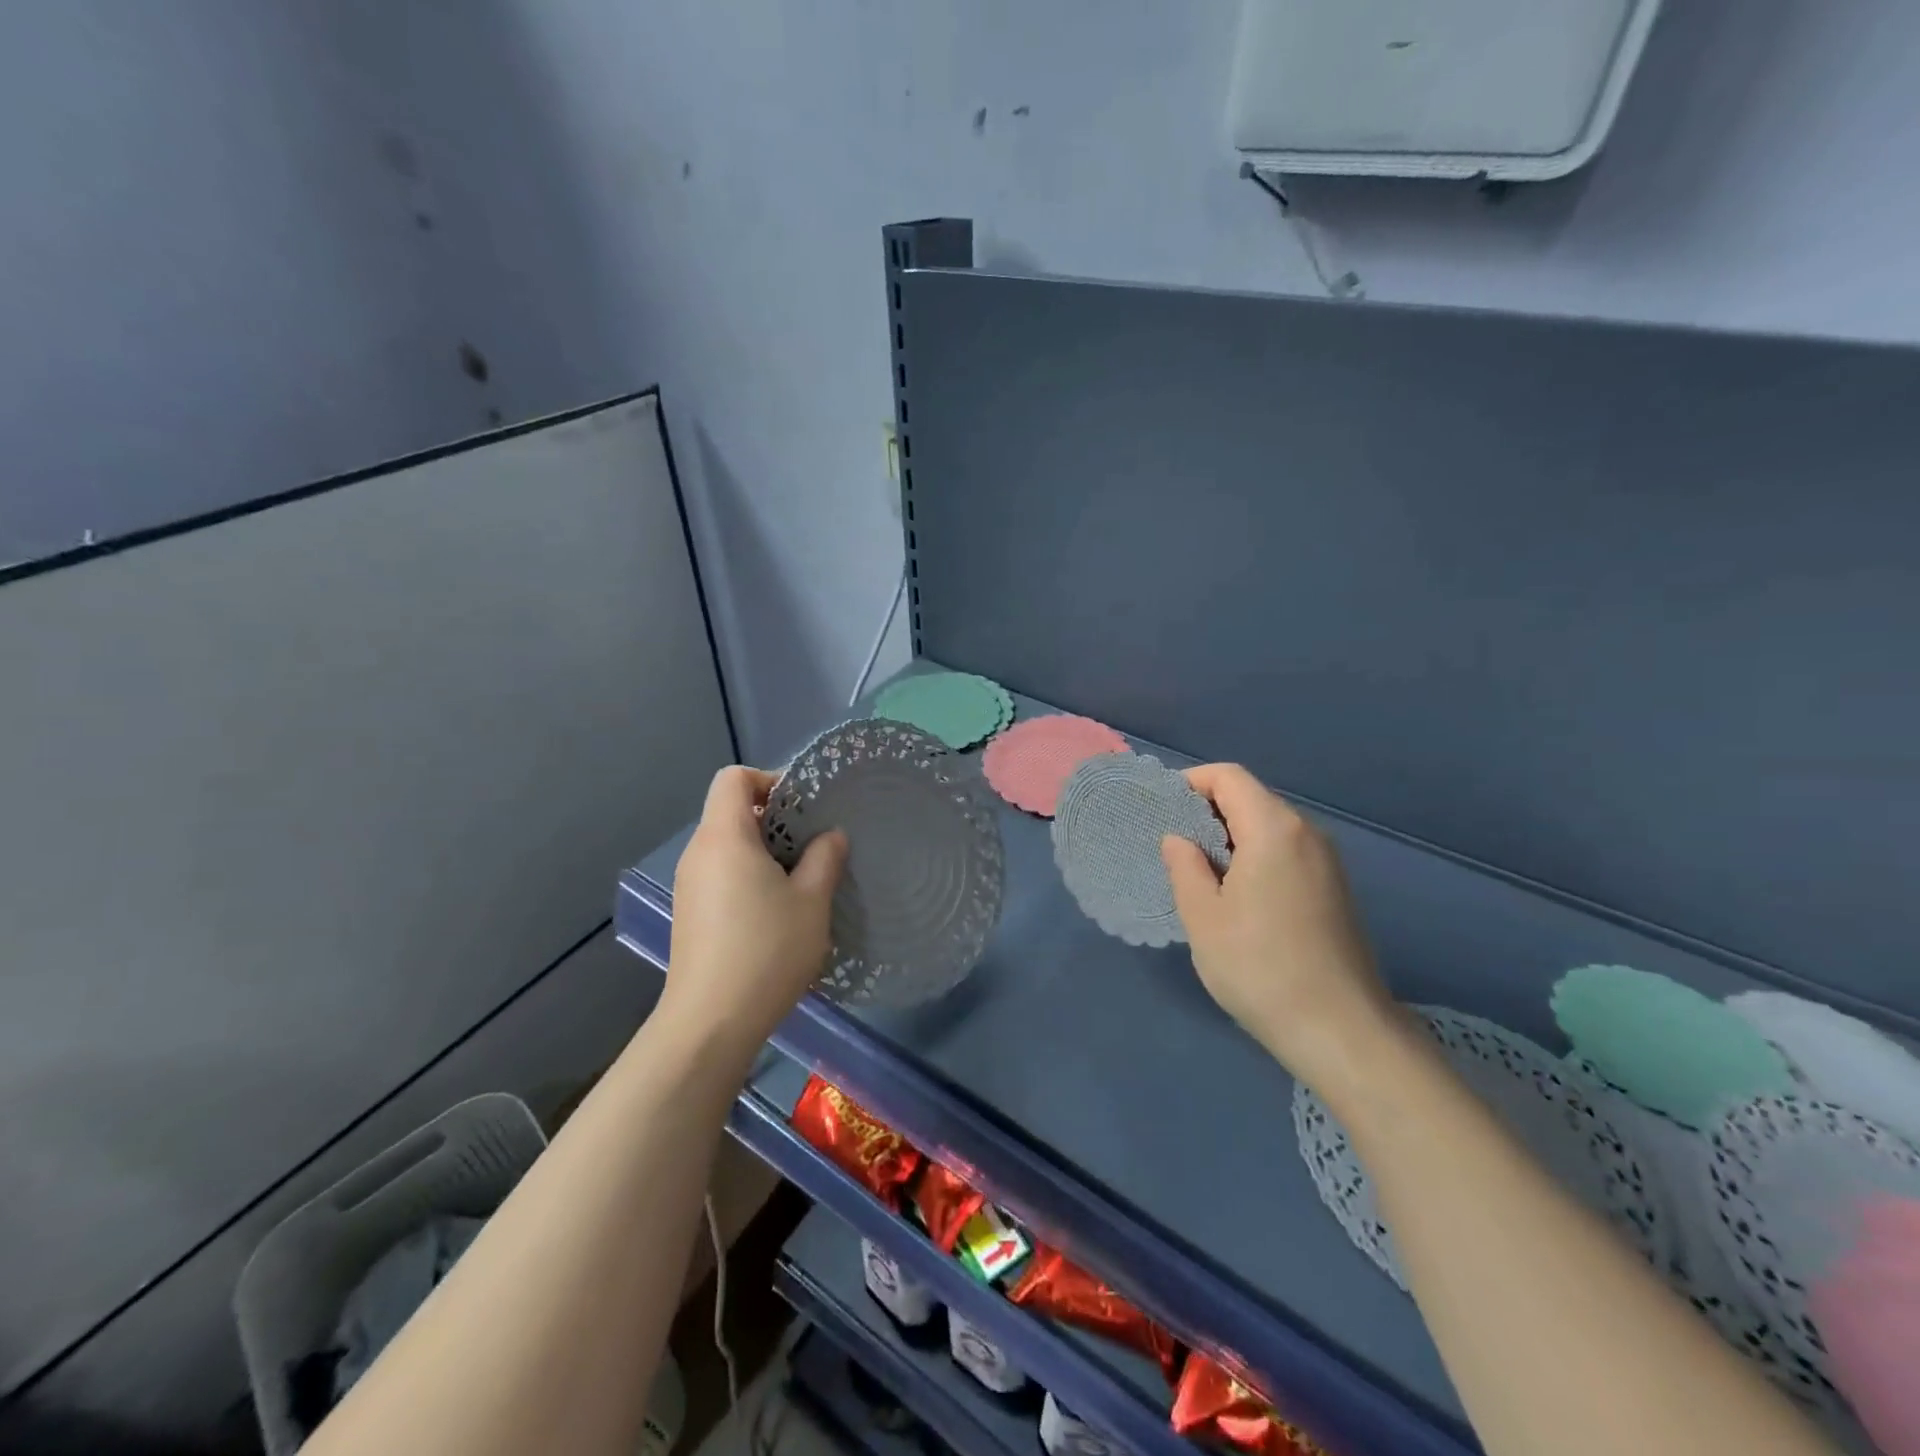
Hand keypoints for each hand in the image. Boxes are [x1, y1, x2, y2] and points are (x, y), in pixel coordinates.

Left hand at [664, 766, 847, 1054]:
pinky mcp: (690, 914)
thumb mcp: (811, 901)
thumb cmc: (766, 950)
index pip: (734, 778)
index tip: (803, 806)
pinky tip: (776, 911)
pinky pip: (721, 874)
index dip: (769, 779)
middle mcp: (699, 853)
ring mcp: (690, 885)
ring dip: (764, 851)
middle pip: (731, 811)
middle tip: (814, 844)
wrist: (710, 1022)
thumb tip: (830, 836)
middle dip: (775, 819)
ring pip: (728, 846)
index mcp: (725, 837)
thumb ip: (824, 858)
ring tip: (802, 879)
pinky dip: (748, 876)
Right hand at [1162, 764, 1398, 1092]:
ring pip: (1270, 826)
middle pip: (1251, 797)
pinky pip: (1287, 851)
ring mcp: (1327, 861)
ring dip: (1231, 836)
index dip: (1191, 783)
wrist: (1342, 1031)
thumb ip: (1184, 866)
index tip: (1163, 812)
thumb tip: (1177, 838)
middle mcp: (1307, 833)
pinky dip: (1256, 856)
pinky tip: (1237, 896)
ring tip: (1200, 873)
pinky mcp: (1335, 888)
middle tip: (1174, 846)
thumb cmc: (1260, 968)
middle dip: (1208, 811)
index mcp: (1273, 829)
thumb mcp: (1203, 917)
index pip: (1229, 777)